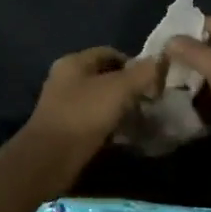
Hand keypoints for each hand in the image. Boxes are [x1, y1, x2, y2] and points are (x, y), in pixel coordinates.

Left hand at [24, 46, 165, 166]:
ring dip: (120, 108)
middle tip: (149, 101)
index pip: (109, 53)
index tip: (153, 80)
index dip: (133, 63)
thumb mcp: (119, 89)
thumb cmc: (84, 115)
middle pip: (104, 77)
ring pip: (100, 100)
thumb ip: (142, 73)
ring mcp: (63, 105)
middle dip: (128, 87)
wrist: (50, 158)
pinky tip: (124, 135)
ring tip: (141, 119)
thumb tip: (160, 61)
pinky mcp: (65, 129)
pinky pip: (93, 121)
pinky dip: (109, 125)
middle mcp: (65, 79)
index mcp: (74, 62)